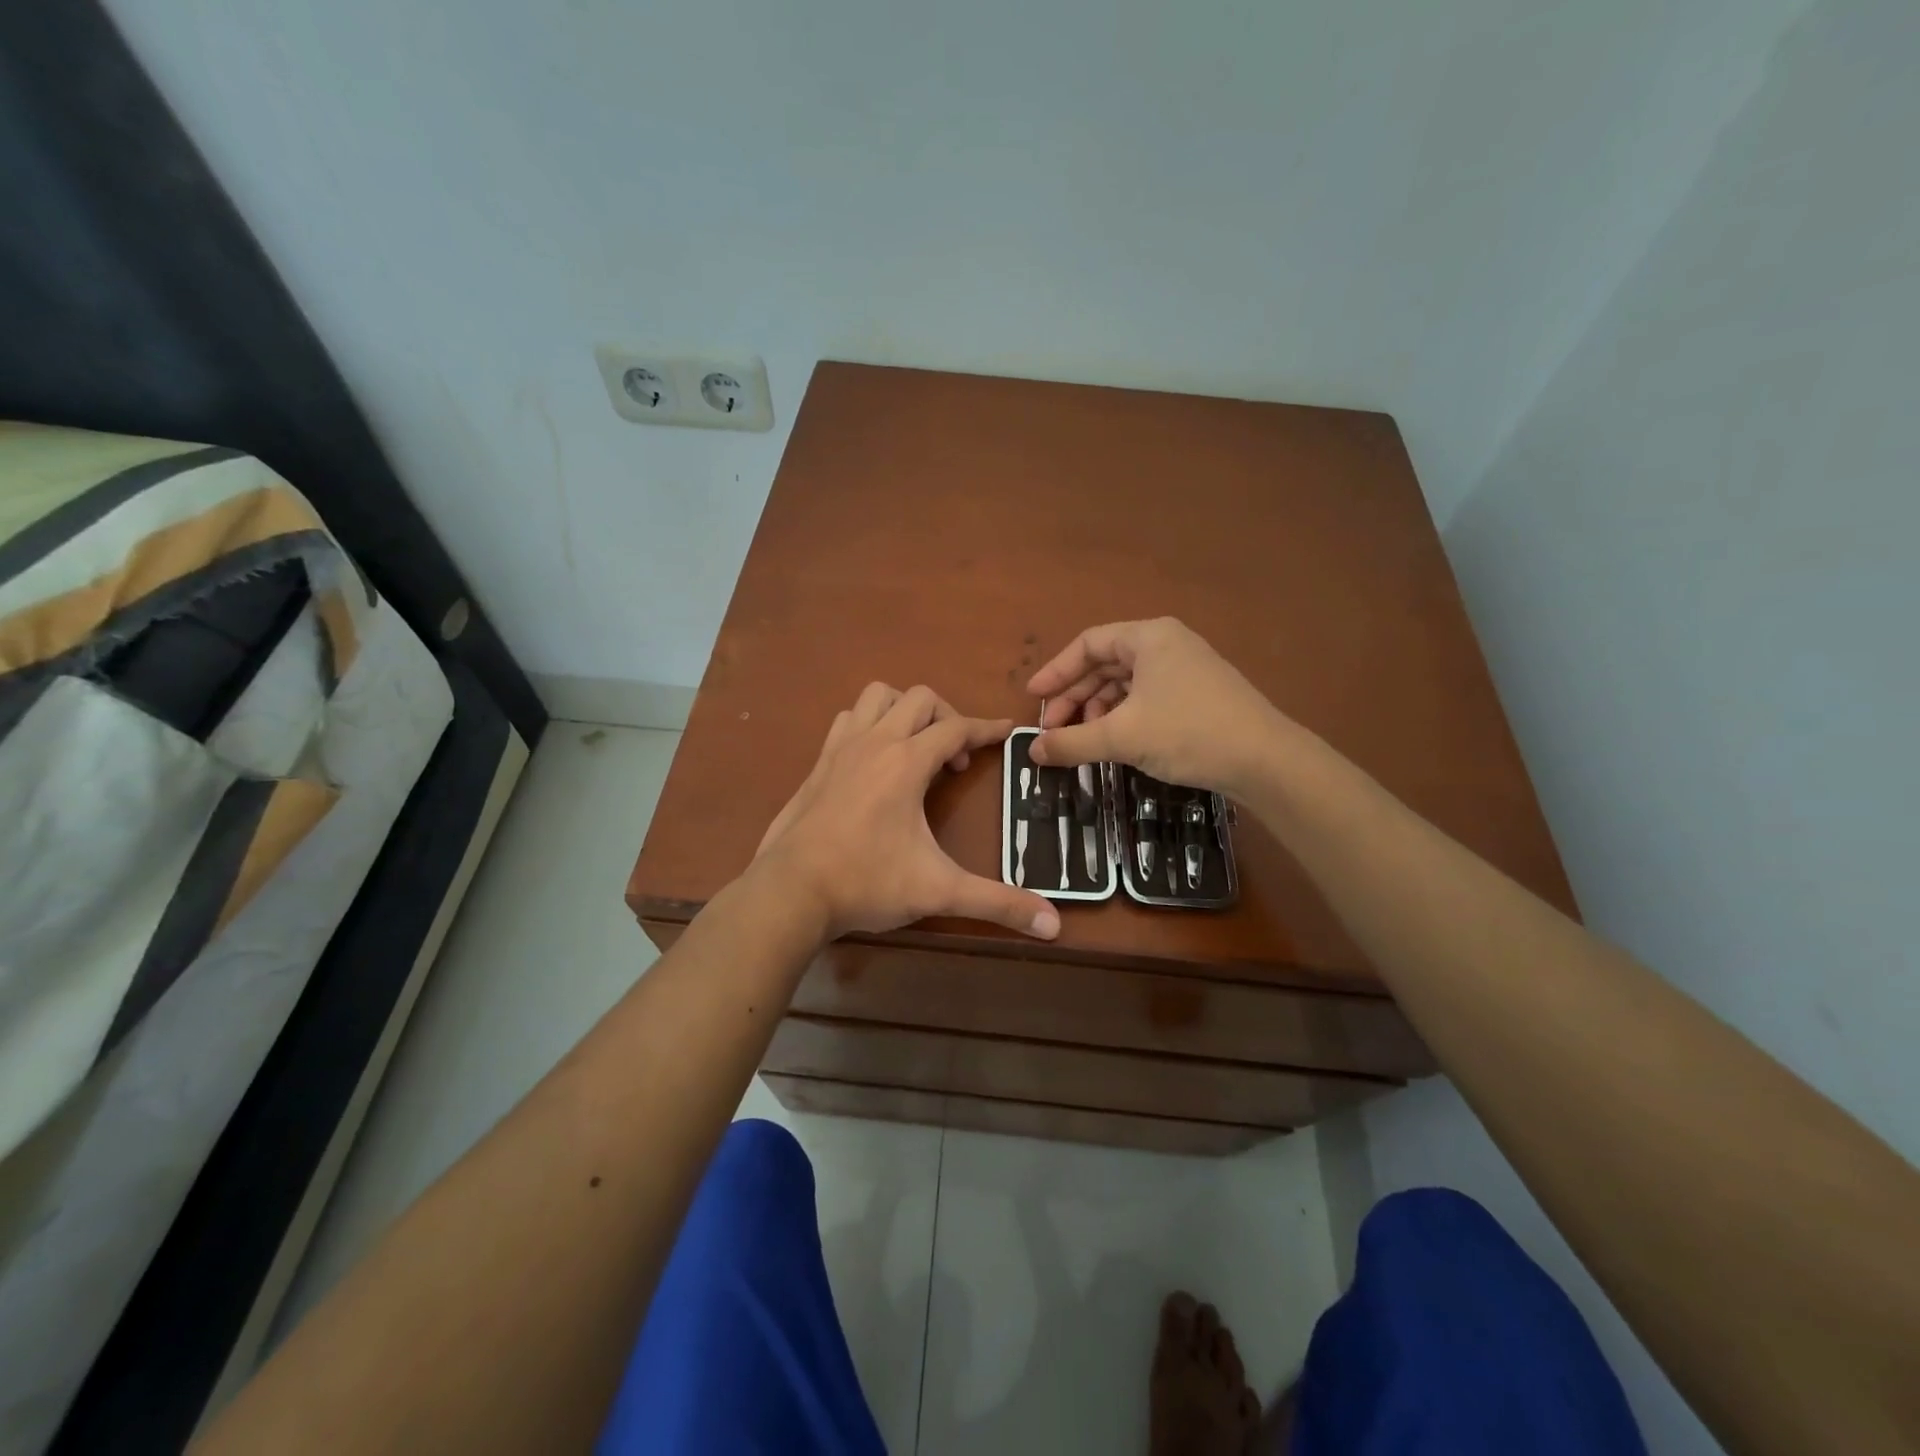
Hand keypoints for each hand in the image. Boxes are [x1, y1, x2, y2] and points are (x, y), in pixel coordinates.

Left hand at [755, 682, 1060, 940]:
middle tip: (955, 760)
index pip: (957, 728)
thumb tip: (1053, 925)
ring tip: (916, 749)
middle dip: (946, 717)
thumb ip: (997, 903)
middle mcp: (875, 742)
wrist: (790, 891)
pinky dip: (870, 724)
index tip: (1008, 732)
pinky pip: (849, 720)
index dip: (987, 728)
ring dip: (904, 712)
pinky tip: (875, 762)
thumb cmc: (867, 882)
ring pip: (877, 697)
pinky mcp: (818, 763)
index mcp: (906, 762)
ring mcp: (841, 748)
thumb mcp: (938, 891)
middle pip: (919, 698)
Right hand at [1026, 618, 1290, 797]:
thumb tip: (1032, 752)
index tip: (1033, 698)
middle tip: (1053, 729)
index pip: (1088, 644)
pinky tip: (1115, 744)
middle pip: (1106, 664)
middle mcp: (1167, 645)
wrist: (1265, 760)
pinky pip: (1146, 698)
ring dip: (1098, 711)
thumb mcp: (1122, 737)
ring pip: (1126, 684)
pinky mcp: (1198, 695)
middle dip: (1075, 697)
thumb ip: (1071, 742)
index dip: (1056, 671)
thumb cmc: (1188, 733)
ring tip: (1084, 741)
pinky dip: (1124, 718)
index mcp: (1148, 637)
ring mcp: (1186, 670)